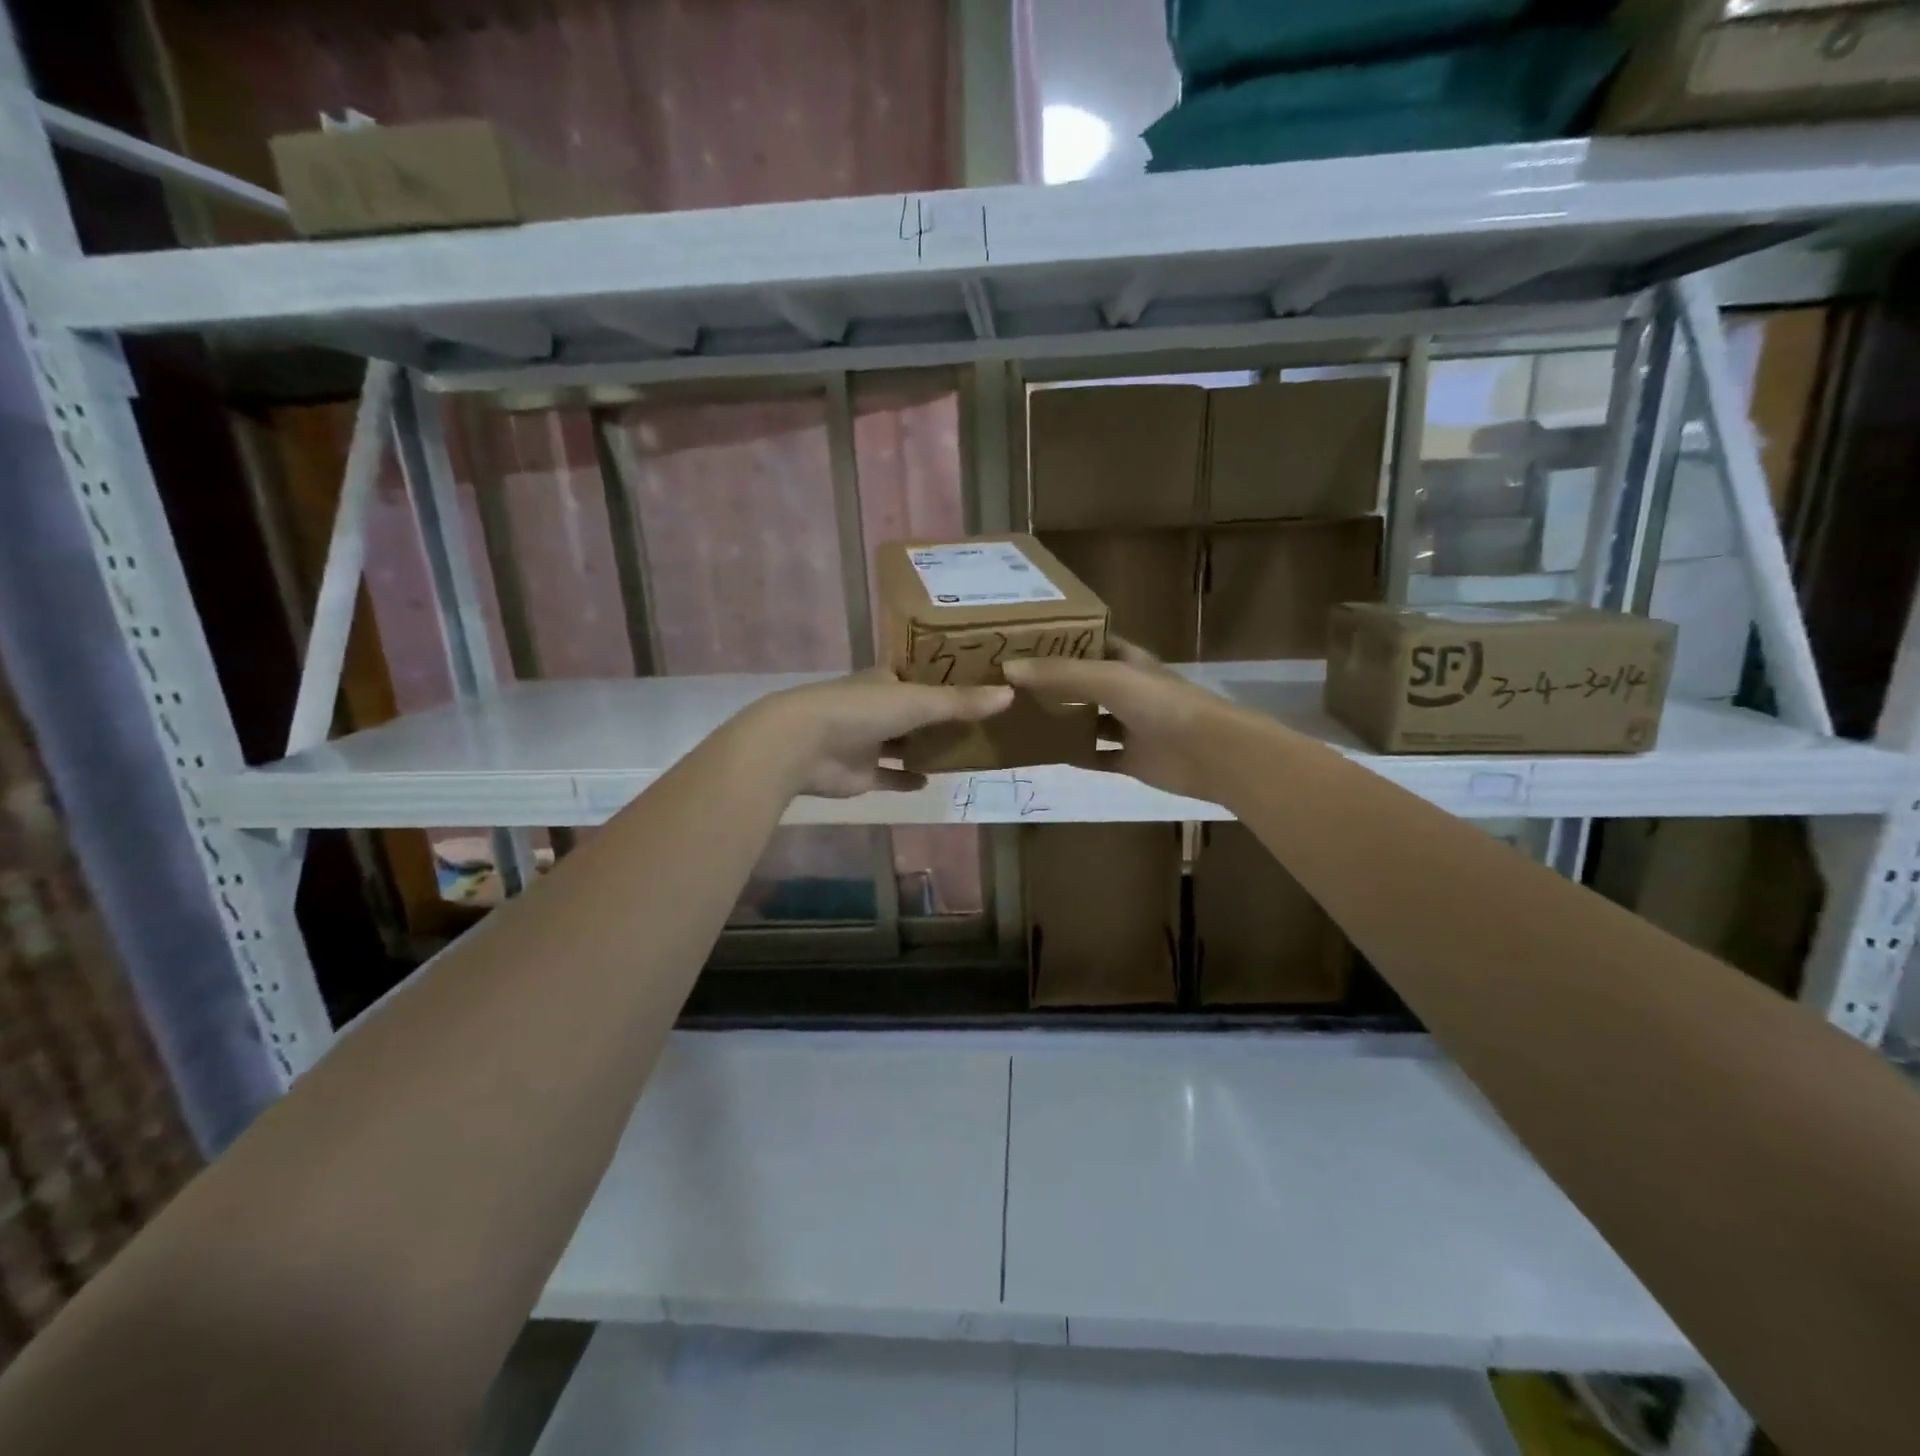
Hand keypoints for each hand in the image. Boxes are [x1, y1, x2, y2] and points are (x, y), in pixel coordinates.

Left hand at [747, 669, 1012, 798]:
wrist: (803, 745)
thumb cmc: (861, 711)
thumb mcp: (918, 702)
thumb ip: (961, 702)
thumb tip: (1010, 694)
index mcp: (885, 681)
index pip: (919, 676)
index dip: (944, 679)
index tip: (977, 683)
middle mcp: (876, 708)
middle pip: (913, 711)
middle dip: (939, 717)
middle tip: (980, 723)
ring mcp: (866, 741)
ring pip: (902, 744)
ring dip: (924, 748)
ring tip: (964, 752)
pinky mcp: (860, 773)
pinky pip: (889, 776)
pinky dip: (906, 778)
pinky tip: (930, 782)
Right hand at [1003, 639, 1230, 800]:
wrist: (1208, 752)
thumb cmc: (1160, 703)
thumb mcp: (1106, 678)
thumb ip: (1059, 674)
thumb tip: (1007, 668)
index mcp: (1126, 661)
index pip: (1089, 644)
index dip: (1060, 642)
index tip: (1021, 642)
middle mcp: (1126, 690)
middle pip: (1083, 683)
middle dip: (1052, 684)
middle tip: (1008, 684)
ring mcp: (1129, 726)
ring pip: (1088, 721)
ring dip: (1061, 721)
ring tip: (1018, 718)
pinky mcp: (1131, 759)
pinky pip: (1096, 756)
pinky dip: (1075, 755)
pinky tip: (1045, 755)